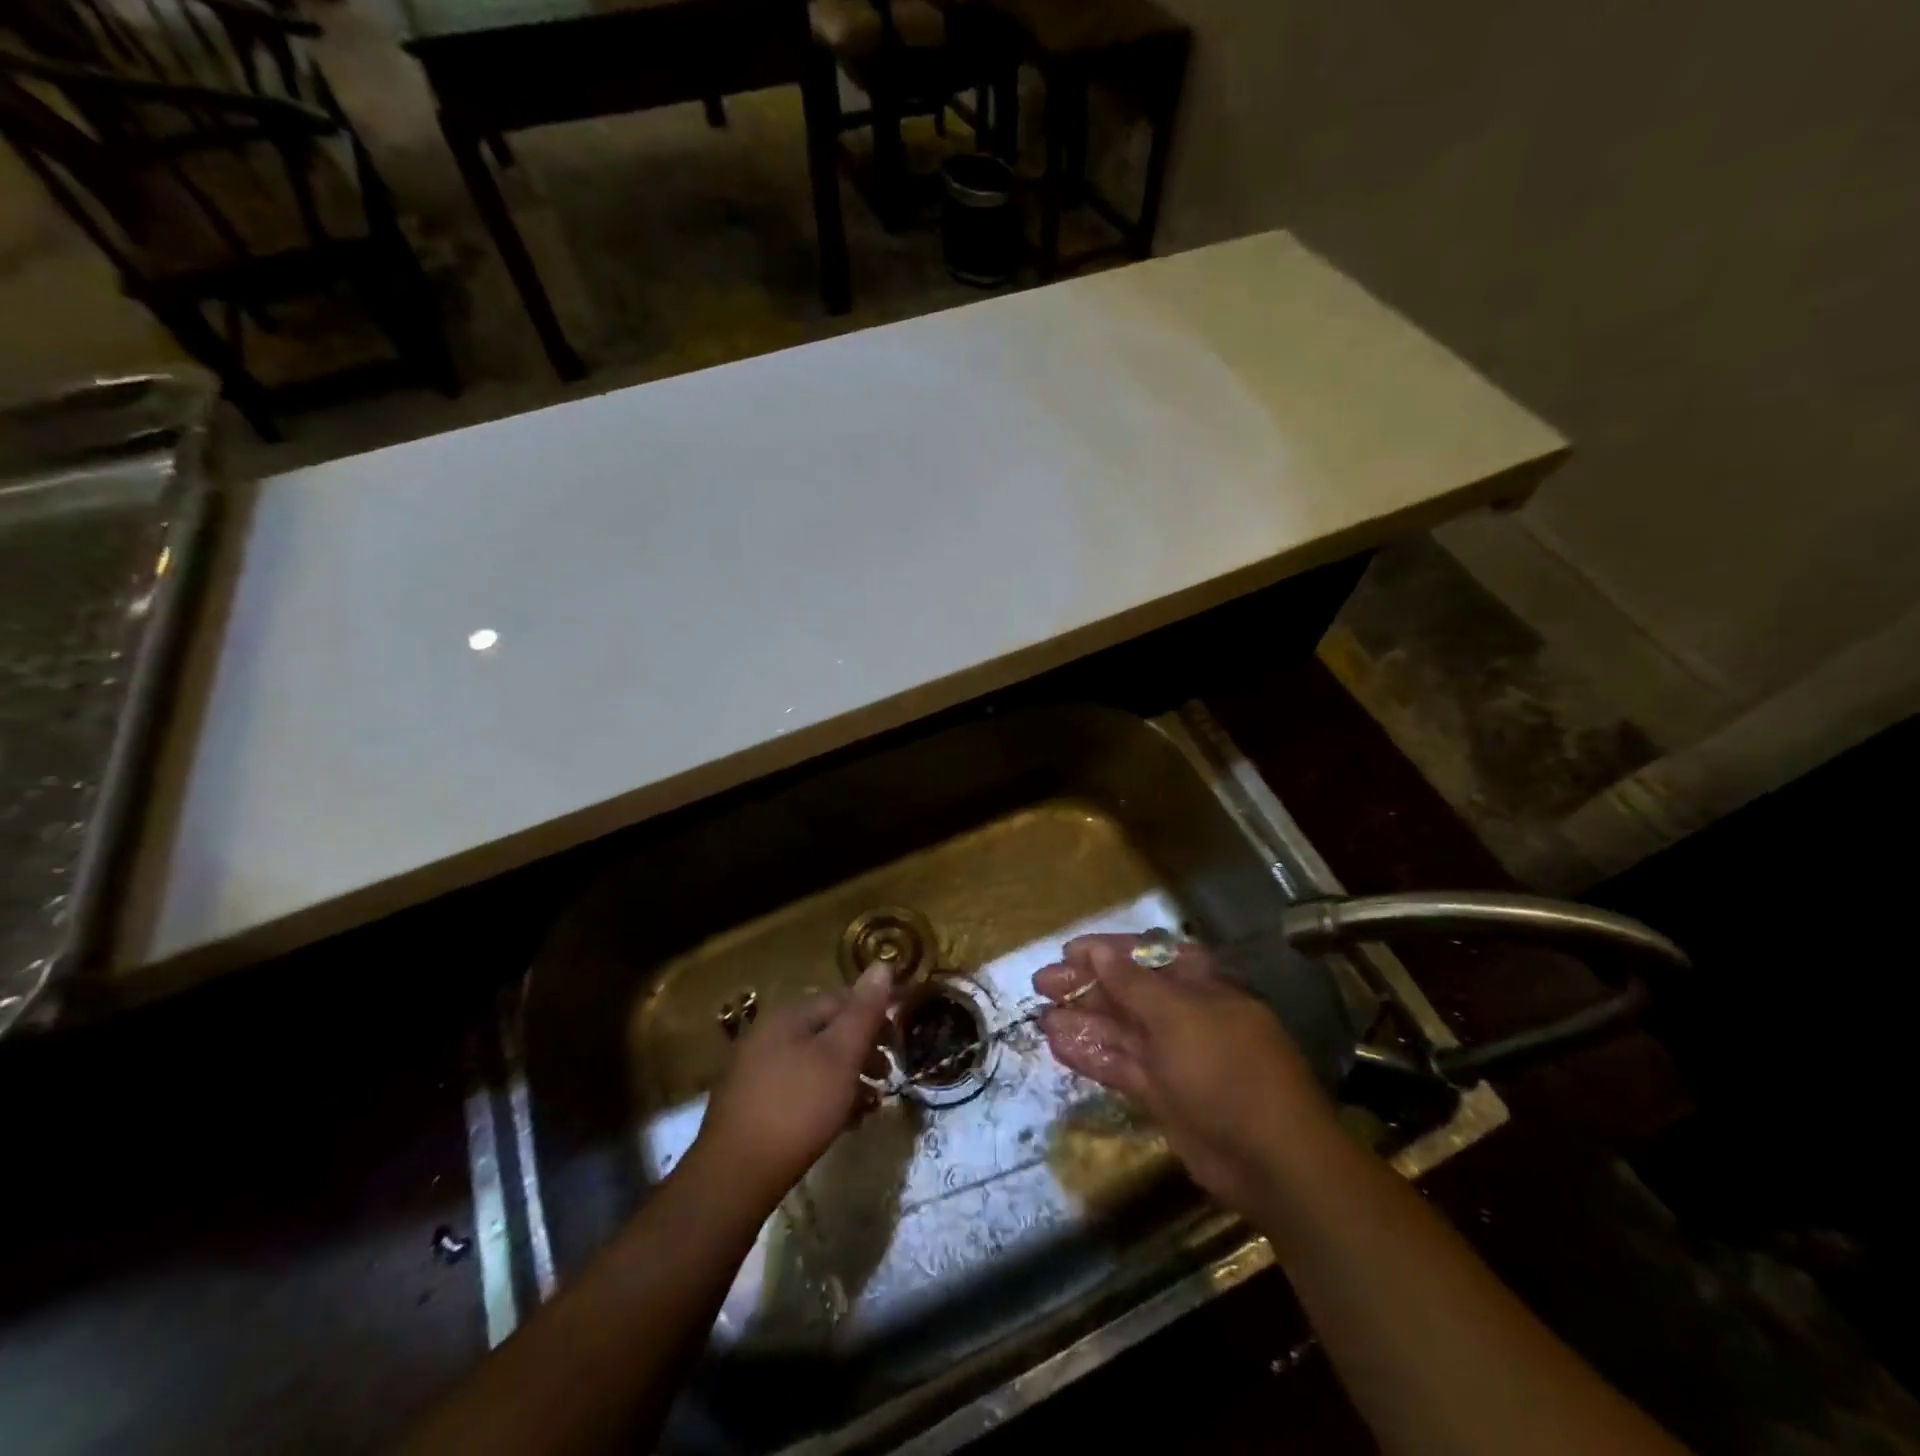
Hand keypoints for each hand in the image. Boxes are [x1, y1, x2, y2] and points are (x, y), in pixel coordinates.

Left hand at [692, 963, 894, 1212]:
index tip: (899, 1041)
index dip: (874, 1014)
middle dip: (862, 1050)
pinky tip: (843, 1122)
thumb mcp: (841, 1056)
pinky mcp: (752, 1104)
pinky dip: (825, 1097)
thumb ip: (863, 1011)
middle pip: (827, 1031)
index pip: (841, 999)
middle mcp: (768, 1034)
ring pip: (815, 1062)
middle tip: (889, 1075)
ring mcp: (756, 1070)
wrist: (735, 1175)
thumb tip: (882, 965)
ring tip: (872, 1104)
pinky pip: (799, 1088)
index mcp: (788, 1015)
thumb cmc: (798, 1107)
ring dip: (848, 1077)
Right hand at [1034, 934, 1334, 1215]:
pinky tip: (1057, 1046)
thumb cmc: (1225, 1067)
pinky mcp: (1163, 1093)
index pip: (1147, 955)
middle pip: (1128, 992)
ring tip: (1040, 1016)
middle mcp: (1185, 1015)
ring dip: (1082, 1021)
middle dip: (1086, 985)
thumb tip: (1100, 951)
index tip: (1068, 951)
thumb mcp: (1176, 1016)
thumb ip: (1133, 984)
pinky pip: (1121, 1066)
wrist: (1270, 1158)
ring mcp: (1173, 1056)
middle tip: (1041, 983)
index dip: (1108, 951)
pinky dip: (1091, 1056)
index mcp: (1199, 985)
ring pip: (1120, 1030)